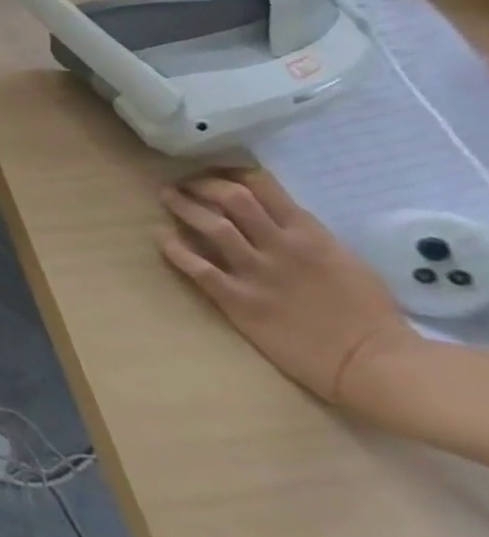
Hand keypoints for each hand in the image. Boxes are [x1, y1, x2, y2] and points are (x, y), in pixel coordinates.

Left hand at [158, 168, 417, 408]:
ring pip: (211, 226)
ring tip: (168, 198)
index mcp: (310, 235)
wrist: (375, 364)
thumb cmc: (368, 314)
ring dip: (183, 208)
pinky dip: (174, 249)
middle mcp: (280, 246)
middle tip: (184, 185)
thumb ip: (305, 236)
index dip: (230, 173)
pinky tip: (162, 238)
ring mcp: (256, 272)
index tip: (213, 173)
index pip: (263, 187)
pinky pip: (197, 267)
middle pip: (231, 198)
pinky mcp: (238, 299)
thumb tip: (270, 217)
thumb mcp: (343, 260)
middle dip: (201, 185)